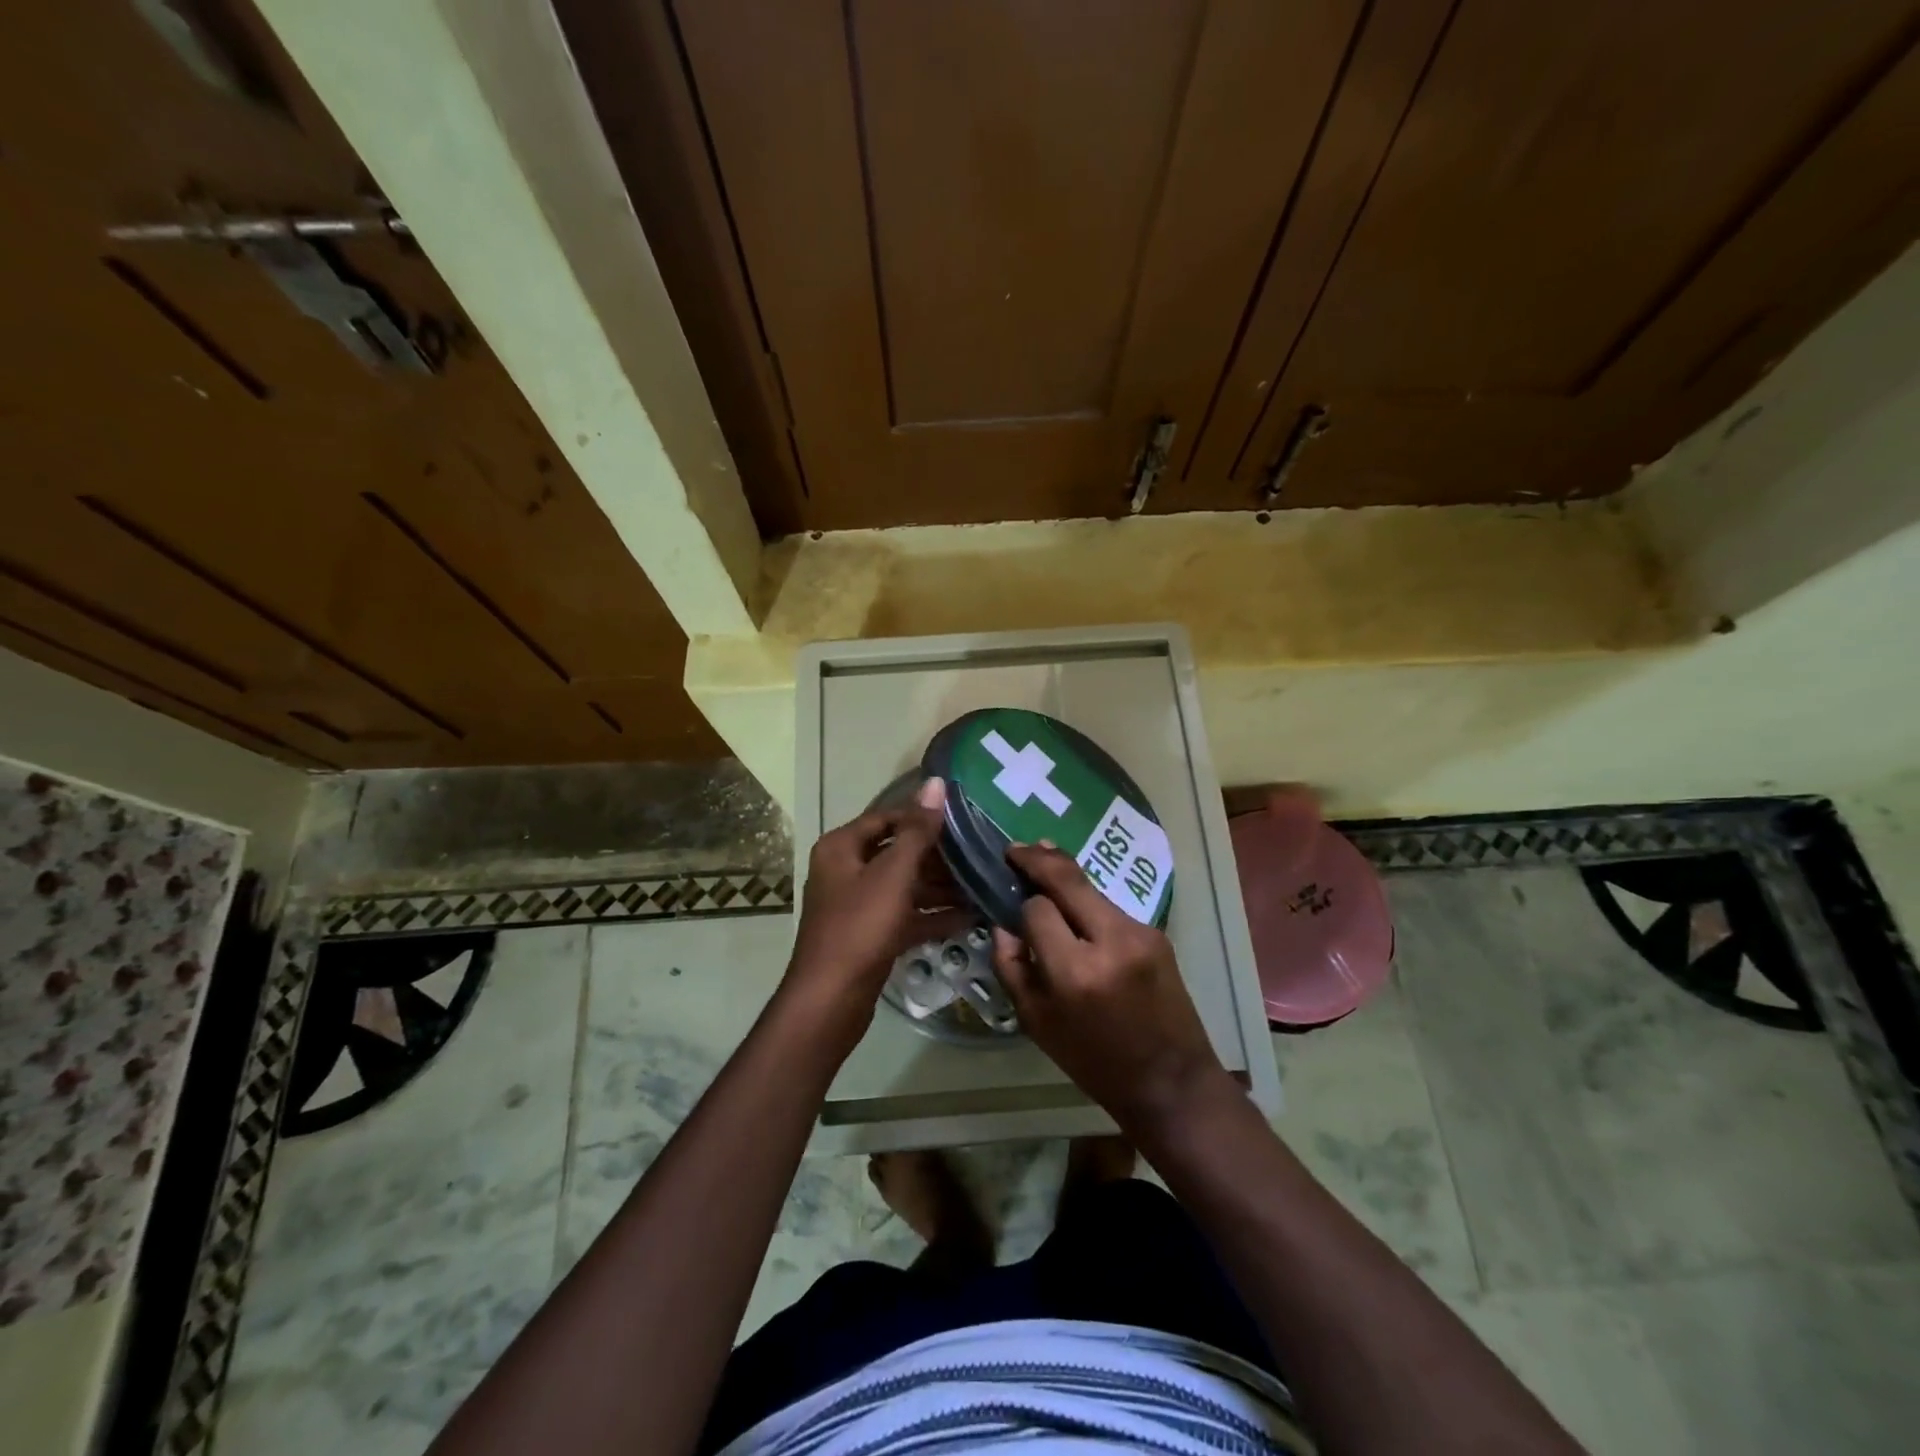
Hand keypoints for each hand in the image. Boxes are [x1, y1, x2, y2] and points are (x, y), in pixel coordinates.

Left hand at [785, 778, 970, 1049]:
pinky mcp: (870, 935)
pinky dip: (932, 916)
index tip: (961, 819)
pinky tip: (968, 918)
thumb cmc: (860, 926)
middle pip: (897, 853)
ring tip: (981, 885)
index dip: (921, 816)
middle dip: (937, 856)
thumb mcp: (893, 874)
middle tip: (979, 853)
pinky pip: (905, 916)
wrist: (831, 999)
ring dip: (940, 887)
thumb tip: (936, 782)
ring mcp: (858, 905)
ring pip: (904, 886)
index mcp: (842, 848)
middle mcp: (846, 871)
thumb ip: (918, 831)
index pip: (886, 818)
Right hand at [993, 843, 1229, 1131]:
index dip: (1022, 905)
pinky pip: (1110, 908)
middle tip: (1016, 849)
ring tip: (1041, 858)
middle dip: (1039, 859)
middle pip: (1068, 879)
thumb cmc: (1095, 1061)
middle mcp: (1110, 941)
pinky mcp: (1157, 934)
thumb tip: (1002, 926)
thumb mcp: (1038, 1025)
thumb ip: (1012, 969)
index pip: (1038, 909)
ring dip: (1064, 876)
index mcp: (1075, 971)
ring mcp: (1140, 933)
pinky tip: (1077, 908)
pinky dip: (1088, 903)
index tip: (1011, 907)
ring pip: (1091, 889)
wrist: (1171, 1081)